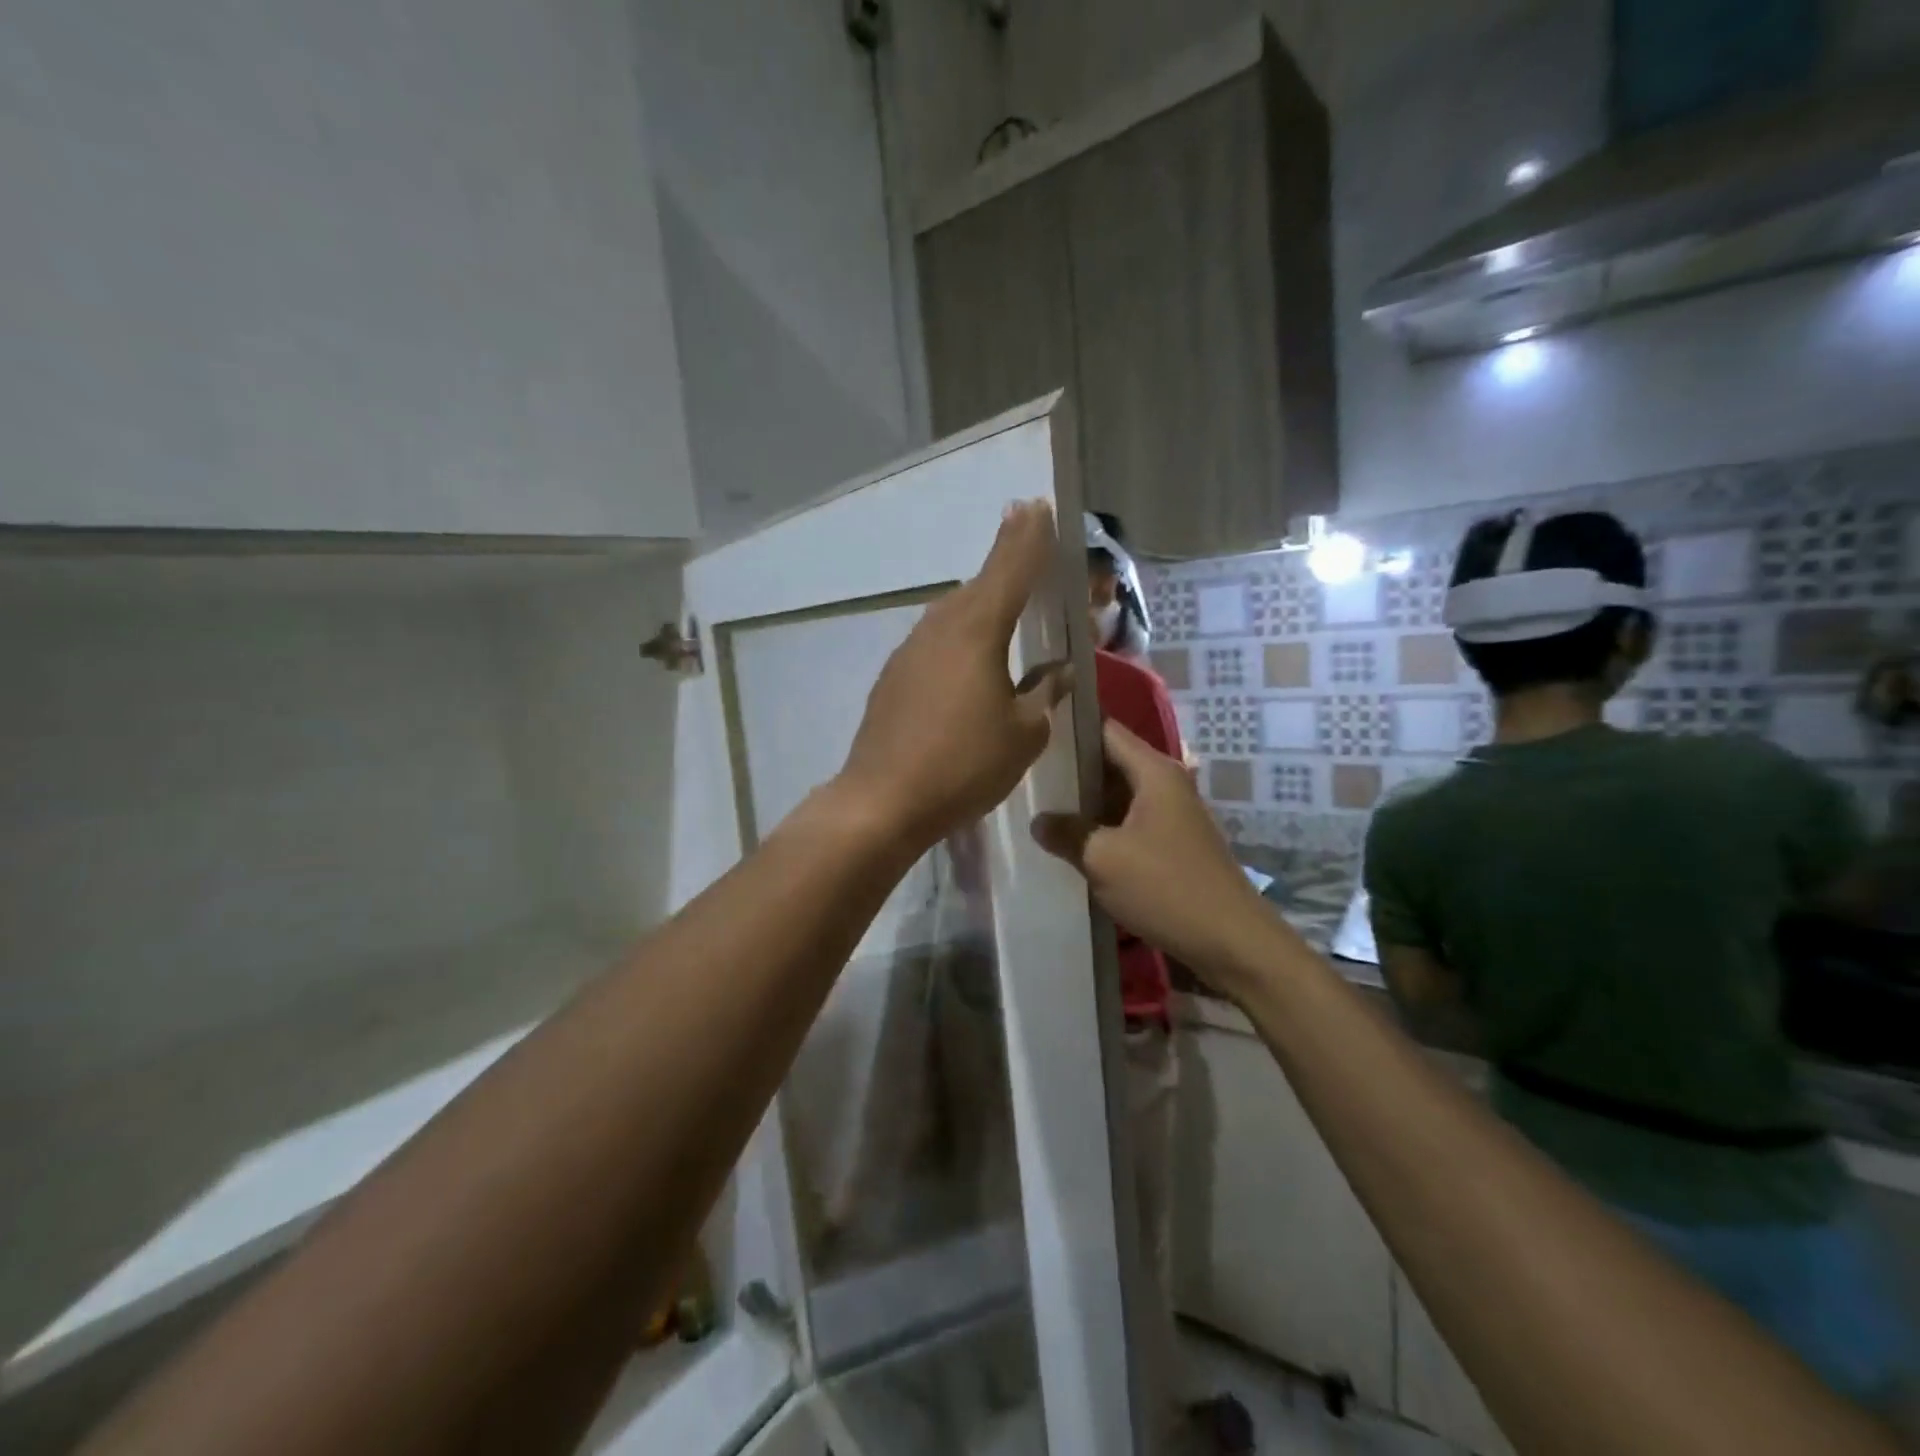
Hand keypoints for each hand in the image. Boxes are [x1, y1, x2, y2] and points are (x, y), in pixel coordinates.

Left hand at [835, 501, 1070, 852]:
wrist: (883, 800)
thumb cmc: (964, 764)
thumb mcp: (1024, 733)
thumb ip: (1044, 693)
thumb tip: (1058, 670)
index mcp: (977, 631)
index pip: (1010, 570)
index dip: (1028, 538)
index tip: (1037, 506)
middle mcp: (940, 629)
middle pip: (979, 585)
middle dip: (1005, 560)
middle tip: (1025, 538)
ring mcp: (909, 652)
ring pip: (952, 613)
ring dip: (979, 600)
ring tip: (1002, 598)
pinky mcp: (893, 678)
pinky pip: (934, 641)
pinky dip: (957, 635)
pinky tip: (966, 656)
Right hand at [1033, 721, 1270, 981]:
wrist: (1232, 942)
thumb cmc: (1166, 887)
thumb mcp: (1104, 859)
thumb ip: (1066, 833)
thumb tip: (1038, 821)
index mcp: (1154, 772)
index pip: (1105, 730)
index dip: (1069, 728)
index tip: (1032, 735)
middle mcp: (1166, 783)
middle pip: (1111, 762)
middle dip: (1071, 770)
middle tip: (1026, 776)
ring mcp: (1172, 815)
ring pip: (1118, 795)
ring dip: (1085, 803)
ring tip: (1039, 806)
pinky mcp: (1173, 844)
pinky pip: (1129, 822)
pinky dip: (1102, 827)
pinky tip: (1072, 842)